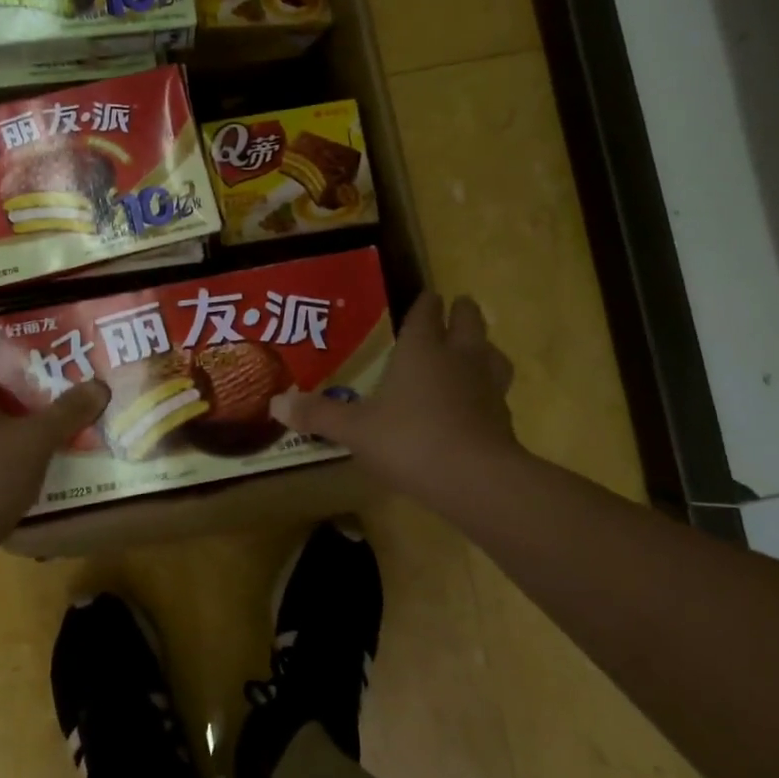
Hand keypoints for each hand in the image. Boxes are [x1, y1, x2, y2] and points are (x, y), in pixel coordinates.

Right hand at [270, 293, 518, 496]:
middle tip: (452, 312)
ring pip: (492, 353)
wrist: (475, 480)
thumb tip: (275, 403)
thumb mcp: (355, 429)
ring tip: (473, 353)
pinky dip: (488, 391)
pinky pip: (497, 392)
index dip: (425, 303)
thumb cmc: (409, 440)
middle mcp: (459, 357)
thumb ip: (318, 414)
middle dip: (461, 313)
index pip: (427, 311)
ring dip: (483, 348)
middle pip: (469, 320)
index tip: (425, 297)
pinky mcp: (504, 418)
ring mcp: (488, 386)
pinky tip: (476, 405)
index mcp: (422, 348)